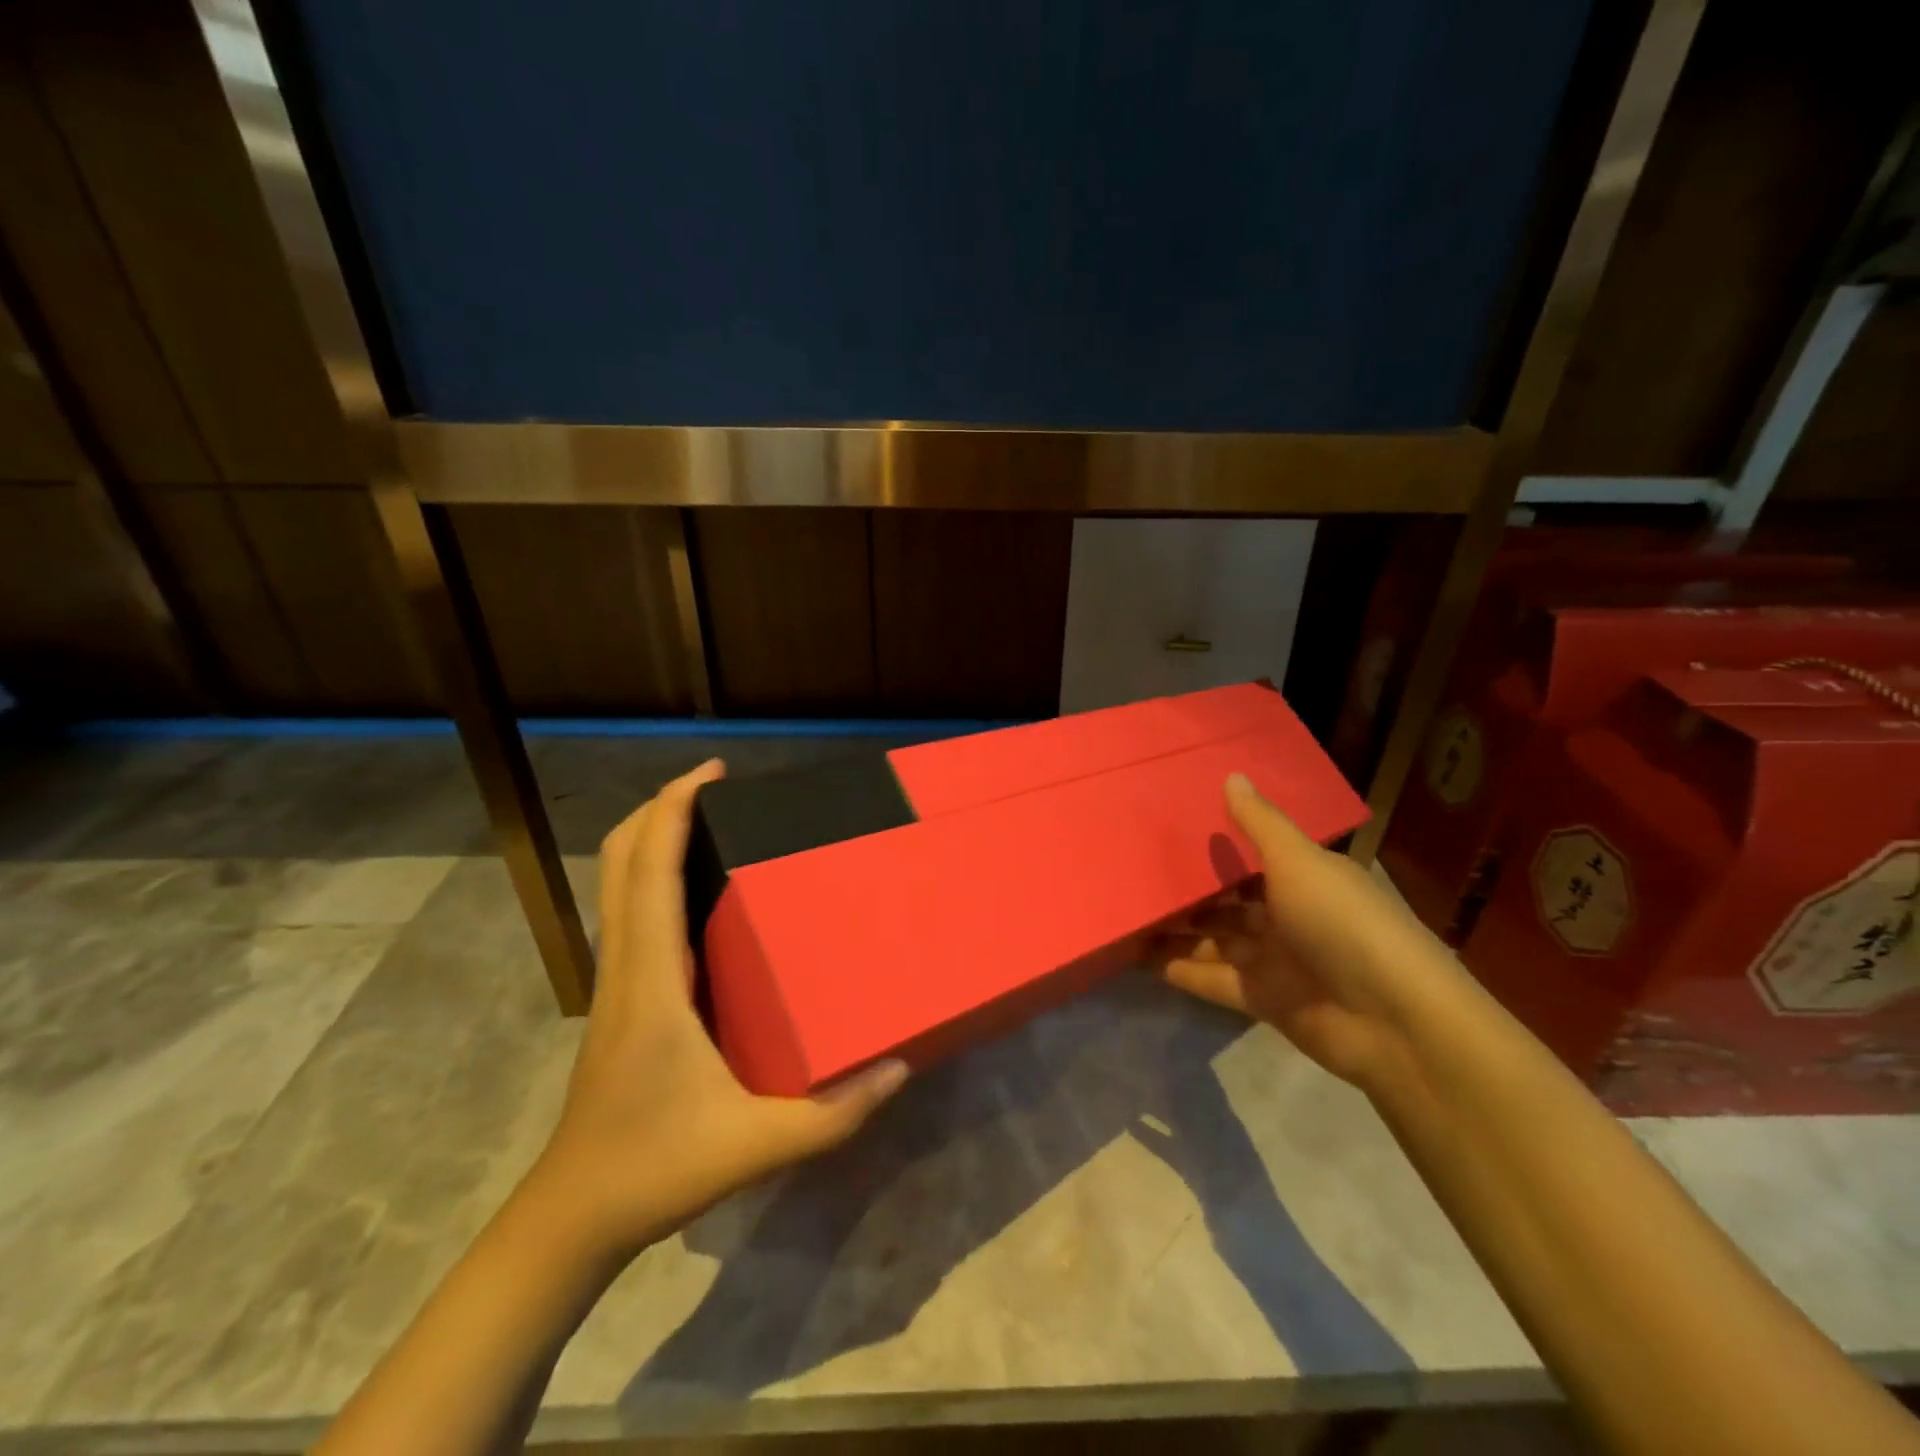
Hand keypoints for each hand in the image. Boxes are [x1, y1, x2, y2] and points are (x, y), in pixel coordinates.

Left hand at [527, 760, 906, 1261]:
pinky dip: (653, 875)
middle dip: (660, 807)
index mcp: (652, 981)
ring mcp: (616, 980)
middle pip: (620, 861)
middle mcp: (626, 965)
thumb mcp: (756, 1147)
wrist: (572, 1216)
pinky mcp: (619, 997)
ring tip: (710, 820)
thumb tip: (900, 1067)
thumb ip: (834, 1114)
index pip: (650, 872)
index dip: (673, 810)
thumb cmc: (655, 1169)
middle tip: (715, 784)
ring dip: (653, 837)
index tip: (711, 772)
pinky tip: (698, 891)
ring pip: (618, 884)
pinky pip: (630, 912)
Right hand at [1157, 773, 1461, 1089]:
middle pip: (1226, 901)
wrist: (1393, 1022)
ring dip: (1175, 931)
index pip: (1251, 858)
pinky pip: (1211, 978)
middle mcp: (1288, 915)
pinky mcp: (1261, 998)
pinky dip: (1179, 969)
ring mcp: (1274, 959)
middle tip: (1132, 874)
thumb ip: (1260, 824)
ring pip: (1213, 939)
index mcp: (1304, 878)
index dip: (1213, 846)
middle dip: (1186, 892)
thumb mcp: (1300, 863)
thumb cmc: (1344, 924)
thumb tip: (1231, 774)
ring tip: (1125, 914)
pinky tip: (1137, 956)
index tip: (1166, 831)